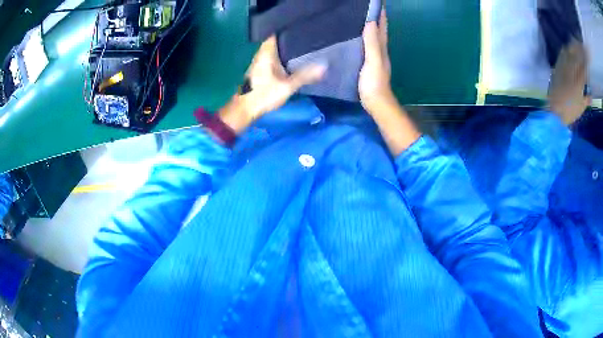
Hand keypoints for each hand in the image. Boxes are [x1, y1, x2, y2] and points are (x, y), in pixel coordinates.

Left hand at [219, 36, 324, 133]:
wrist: (245, 110)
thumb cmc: (263, 95)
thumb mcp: (287, 86)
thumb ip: (305, 76)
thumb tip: (325, 66)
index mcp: (266, 53)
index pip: (275, 34)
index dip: (286, 29)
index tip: (301, 28)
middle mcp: (261, 54)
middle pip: (275, 41)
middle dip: (289, 38)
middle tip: (306, 37)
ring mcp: (259, 62)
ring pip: (273, 50)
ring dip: (285, 48)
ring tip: (302, 46)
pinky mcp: (260, 70)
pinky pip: (272, 58)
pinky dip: (281, 57)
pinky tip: (291, 60)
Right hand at [359, 10, 394, 112]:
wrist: (376, 103)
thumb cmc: (374, 82)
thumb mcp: (373, 61)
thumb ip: (372, 43)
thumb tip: (370, 22)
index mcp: (381, 47)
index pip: (382, 27)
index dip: (381, 14)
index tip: (377, 2)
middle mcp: (380, 50)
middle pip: (379, 30)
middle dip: (376, 17)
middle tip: (367, 7)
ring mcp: (375, 57)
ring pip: (373, 37)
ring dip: (370, 26)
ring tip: (361, 16)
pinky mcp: (368, 64)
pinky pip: (367, 46)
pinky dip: (364, 37)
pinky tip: (357, 37)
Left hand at [548, 40, 590, 124]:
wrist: (556, 111)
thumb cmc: (570, 111)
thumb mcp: (581, 107)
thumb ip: (586, 100)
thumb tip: (590, 96)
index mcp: (579, 82)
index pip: (582, 68)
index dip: (584, 60)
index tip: (584, 55)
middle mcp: (571, 73)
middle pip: (574, 56)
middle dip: (576, 49)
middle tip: (578, 45)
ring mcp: (562, 70)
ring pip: (567, 54)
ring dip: (570, 48)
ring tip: (572, 45)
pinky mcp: (556, 69)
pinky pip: (560, 57)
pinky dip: (563, 52)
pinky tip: (564, 50)